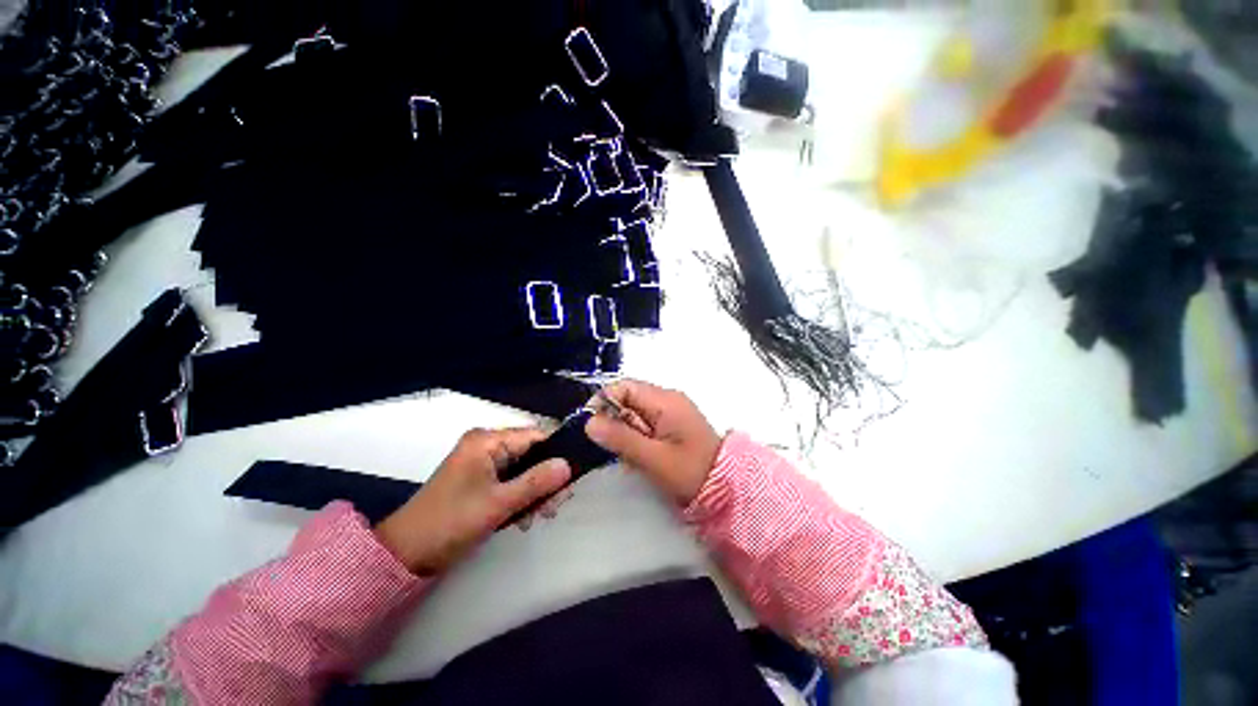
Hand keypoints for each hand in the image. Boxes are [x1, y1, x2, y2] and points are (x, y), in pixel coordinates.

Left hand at [375, 428, 570, 575]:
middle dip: (545, 478)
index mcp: (487, 441)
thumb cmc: (450, 523)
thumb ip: (536, 482)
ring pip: (523, 469)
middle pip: (530, 453)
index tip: (573, 476)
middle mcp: (486, 445)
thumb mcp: (498, 503)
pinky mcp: (480, 479)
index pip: (535, 436)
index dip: (556, 453)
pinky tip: (524, 518)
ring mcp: (482, 462)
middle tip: (556, 505)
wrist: (405, 555)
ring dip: (534, 491)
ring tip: (539, 516)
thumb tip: (568, 465)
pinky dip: (521, 496)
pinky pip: (511, 480)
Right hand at [584, 380, 721, 505]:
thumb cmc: (691, 472)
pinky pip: (644, 423)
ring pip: (634, 412)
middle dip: (615, 420)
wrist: (727, 488)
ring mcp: (670, 410)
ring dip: (625, 431)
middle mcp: (667, 398)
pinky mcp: (671, 424)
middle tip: (613, 447)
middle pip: (628, 398)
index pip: (624, 386)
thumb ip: (621, 439)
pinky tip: (639, 455)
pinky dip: (636, 437)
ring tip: (629, 455)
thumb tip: (589, 422)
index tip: (592, 426)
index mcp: (664, 400)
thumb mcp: (654, 458)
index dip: (604, 401)